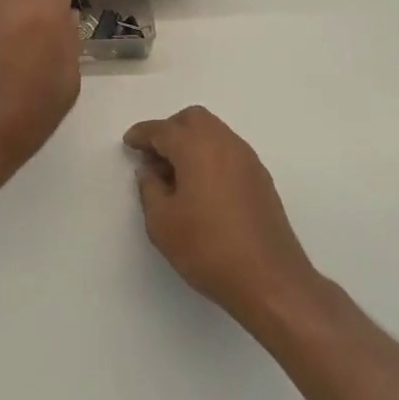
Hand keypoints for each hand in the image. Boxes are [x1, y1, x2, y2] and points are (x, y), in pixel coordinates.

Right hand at [125, 106, 319, 326]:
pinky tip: (202, 186)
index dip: (142, 134)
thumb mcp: (162, 223)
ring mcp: (247, 159)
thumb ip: (149, 189)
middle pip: (193, 119)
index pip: (163, 129)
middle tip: (153, 156)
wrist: (269, 279)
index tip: (129, 142)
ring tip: (176, 174)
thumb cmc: (207, 248)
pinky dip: (210, 155)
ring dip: (192, 142)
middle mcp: (224, 143)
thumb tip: (149, 171)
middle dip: (170, 130)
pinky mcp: (261, 178)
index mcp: (196, 147)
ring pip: (214, 132)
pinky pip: (229, 151)